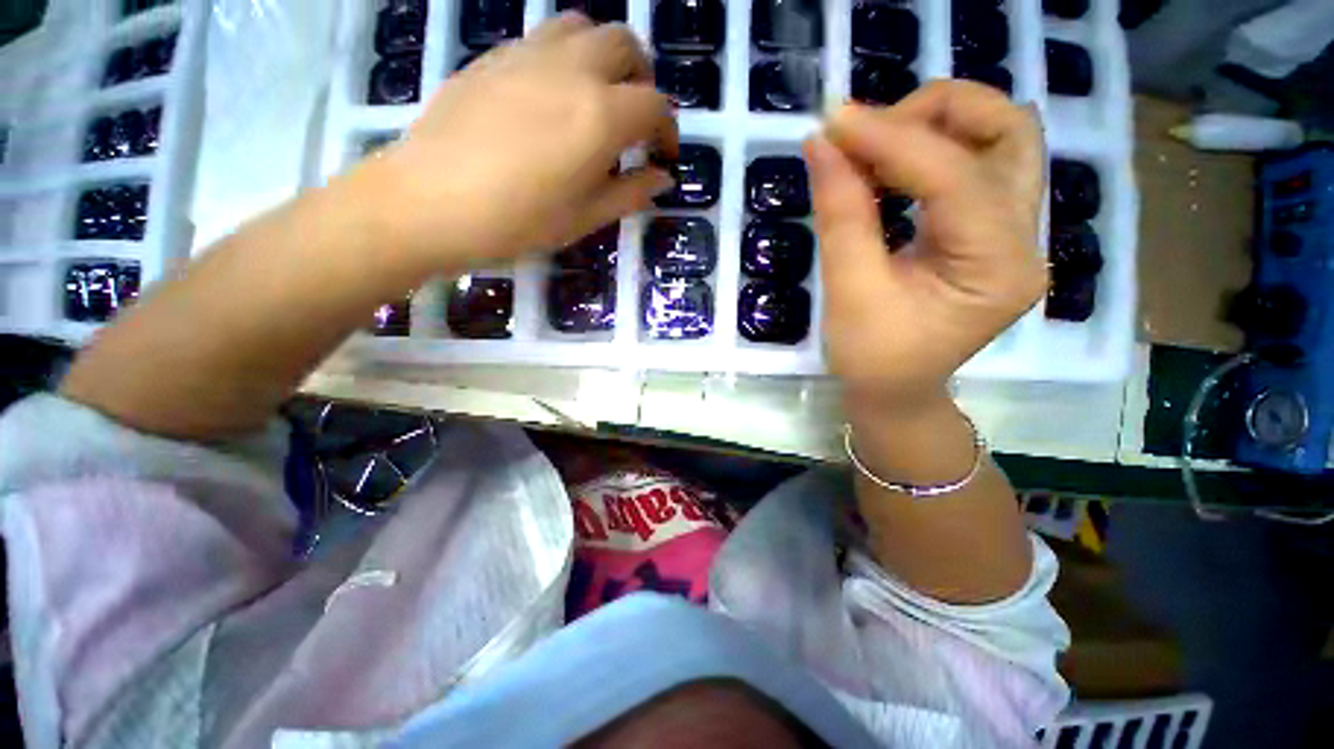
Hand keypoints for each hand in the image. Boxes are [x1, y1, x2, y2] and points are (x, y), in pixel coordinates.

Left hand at [353, 13, 677, 270]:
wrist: (429, 201)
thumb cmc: (518, 221)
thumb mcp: (585, 217)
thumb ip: (631, 193)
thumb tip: (662, 179)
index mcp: (600, 115)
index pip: (655, 106)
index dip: (668, 130)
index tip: (663, 156)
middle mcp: (572, 69)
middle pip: (626, 45)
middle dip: (643, 79)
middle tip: (637, 119)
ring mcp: (529, 53)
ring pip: (585, 27)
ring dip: (605, 56)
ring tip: (599, 97)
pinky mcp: (496, 55)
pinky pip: (545, 37)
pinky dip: (567, 56)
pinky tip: (555, 95)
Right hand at [805, 81, 1046, 410]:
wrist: (896, 393)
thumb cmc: (871, 360)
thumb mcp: (850, 293)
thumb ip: (841, 215)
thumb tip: (823, 145)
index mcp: (997, 268)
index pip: (954, 176)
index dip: (891, 139)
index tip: (834, 123)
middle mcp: (1023, 241)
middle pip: (1008, 133)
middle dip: (936, 114)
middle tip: (869, 131)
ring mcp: (1012, 234)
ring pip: (997, 141)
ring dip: (935, 127)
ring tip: (871, 146)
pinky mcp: (989, 234)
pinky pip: (972, 167)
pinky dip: (927, 152)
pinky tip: (885, 167)